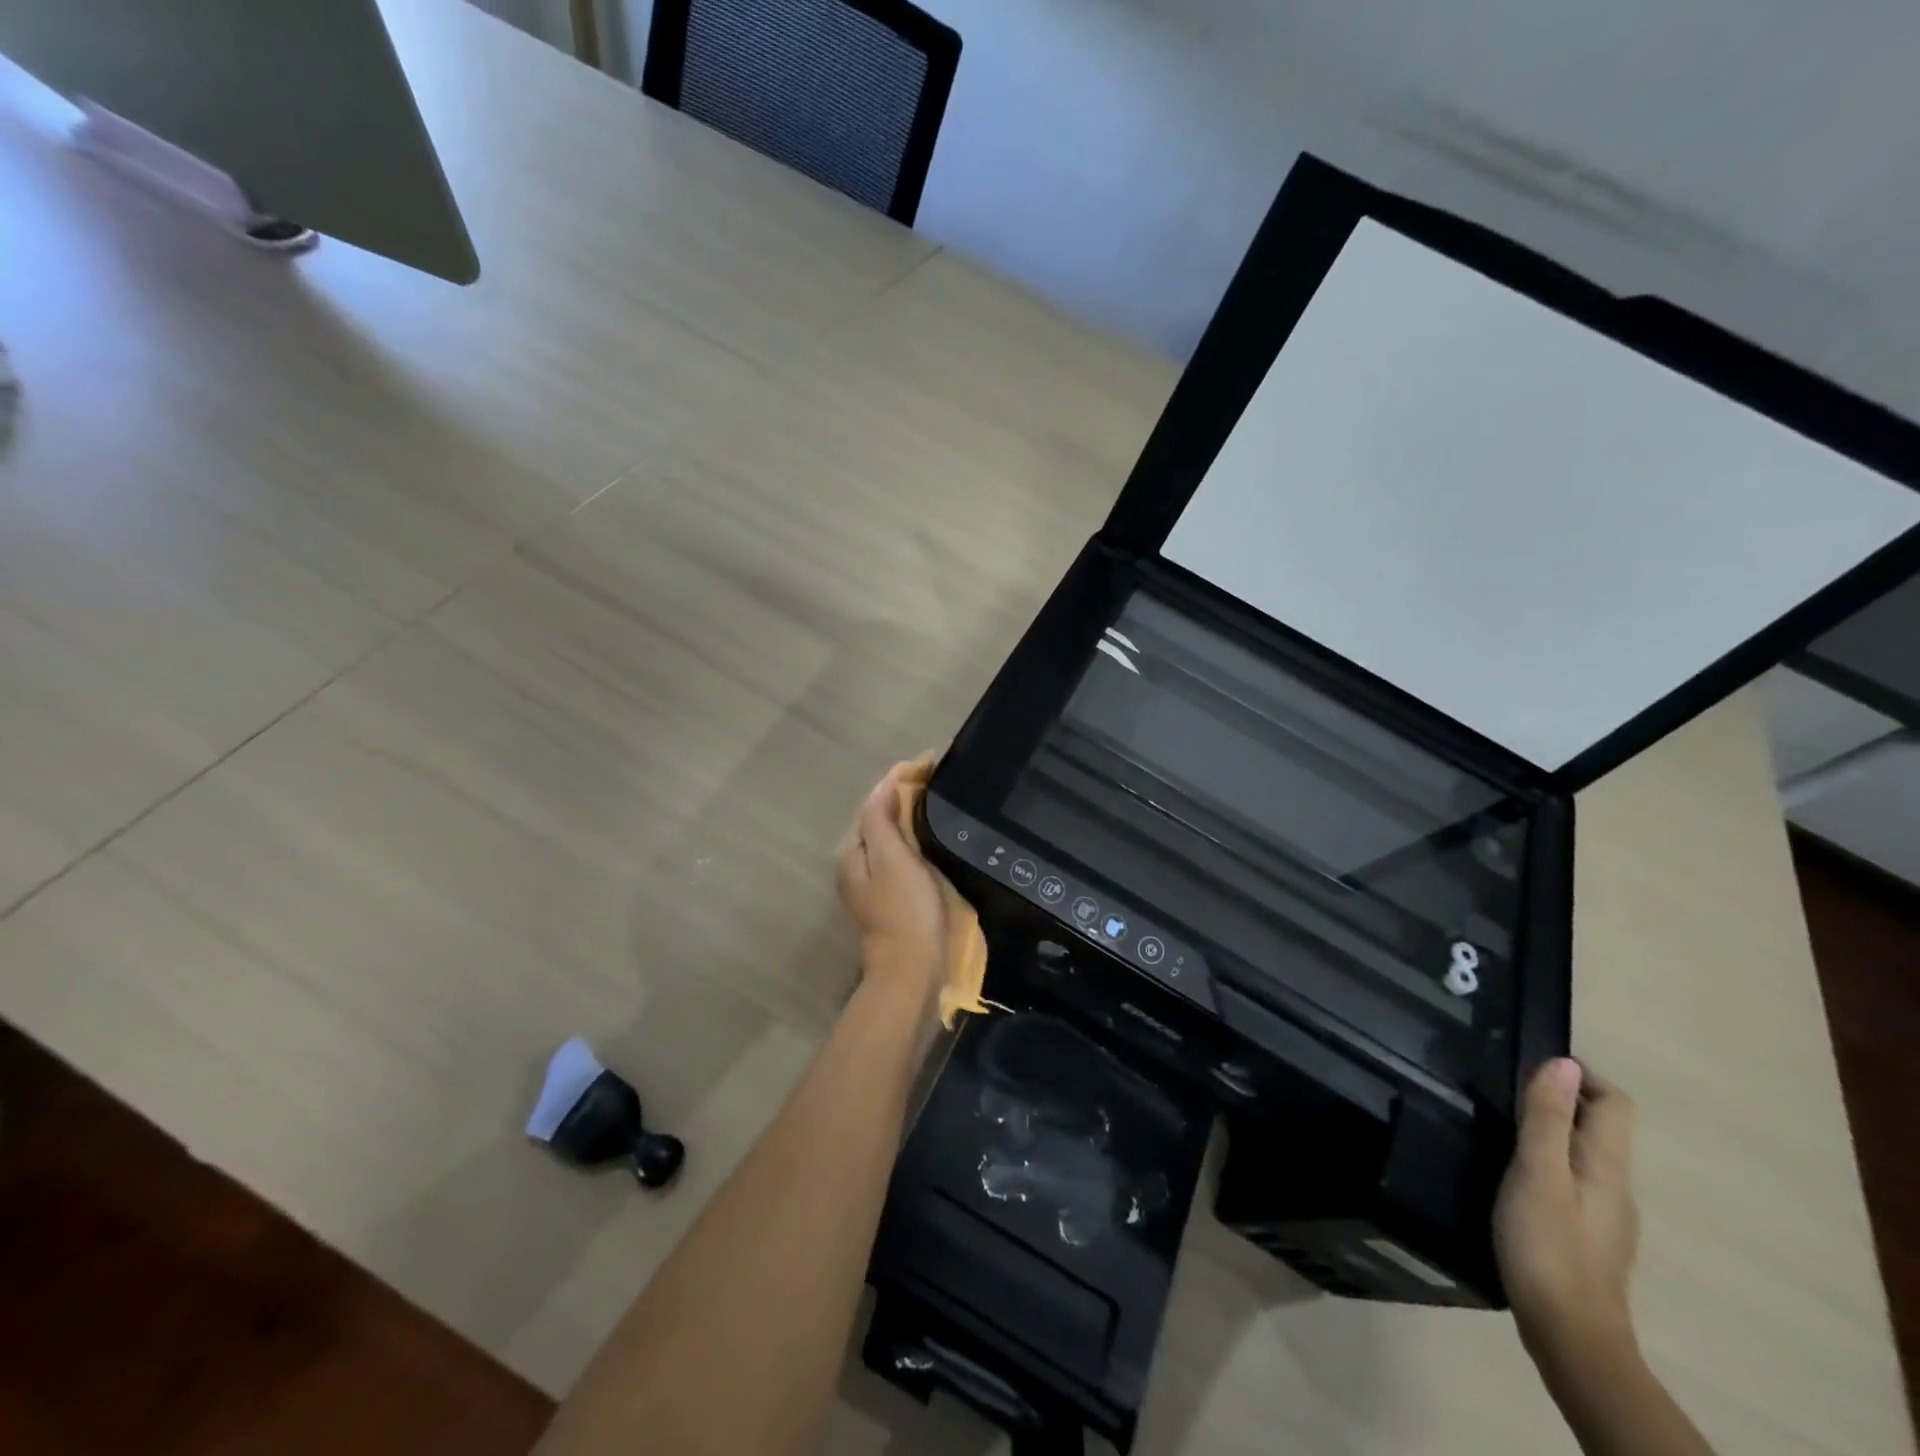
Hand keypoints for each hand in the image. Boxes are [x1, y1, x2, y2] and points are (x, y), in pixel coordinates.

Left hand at [835, 766, 948, 1017]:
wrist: (913, 971)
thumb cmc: (905, 910)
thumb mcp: (892, 859)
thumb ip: (881, 820)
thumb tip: (885, 784)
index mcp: (853, 851)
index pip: (874, 800)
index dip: (900, 777)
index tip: (931, 760)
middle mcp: (857, 862)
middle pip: (879, 816)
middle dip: (905, 792)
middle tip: (939, 775)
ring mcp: (874, 881)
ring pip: (890, 834)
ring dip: (911, 812)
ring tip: (940, 795)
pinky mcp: (893, 895)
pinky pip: (902, 853)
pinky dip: (916, 835)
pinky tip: (935, 832)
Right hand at [1495, 1059, 1640, 1371]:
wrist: (1570, 1336)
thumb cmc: (1548, 1245)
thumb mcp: (1538, 1173)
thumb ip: (1548, 1119)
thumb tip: (1564, 1063)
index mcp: (1607, 1167)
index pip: (1615, 1104)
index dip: (1582, 1076)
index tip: (1533, 1063)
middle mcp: (1615, 1187)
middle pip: (1600, 1128)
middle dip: (1562, 1098)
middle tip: (1506, 1086)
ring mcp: (1603, 1216)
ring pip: (1584, 1154)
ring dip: (1552, 1129)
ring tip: (1502, 1123)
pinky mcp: (1585, 1236)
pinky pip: (1572, 1179)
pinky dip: (1548, 1159)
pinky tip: (1514, 1172)